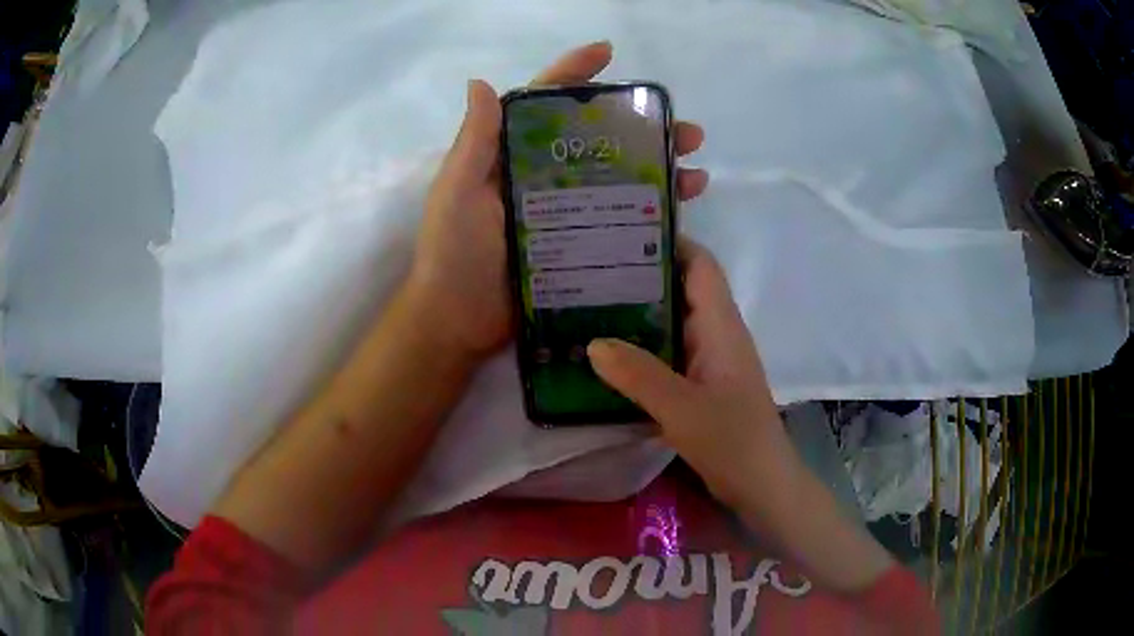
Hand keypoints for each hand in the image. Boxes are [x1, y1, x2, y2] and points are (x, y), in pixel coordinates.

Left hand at [406, 41, 710, 359]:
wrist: (459, 322)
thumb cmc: (454, 252)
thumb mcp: (457, 191)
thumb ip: (475, 140)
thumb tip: (480, 81)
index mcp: (512, 156)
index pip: (545, 104)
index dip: (575, 73)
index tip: (608, 52)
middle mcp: (543, 177)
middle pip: (600, 140)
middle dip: (644, 128)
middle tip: (687, 131)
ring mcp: (565, 212)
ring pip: (619, 179)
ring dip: (660, 169)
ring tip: (697, 171)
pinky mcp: (579, 246)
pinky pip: (621, 222)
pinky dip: (652, 212)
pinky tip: (681, 210)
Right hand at [586, 239, 800, 513]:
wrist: (760, 484)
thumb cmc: (731, 440)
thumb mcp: (681, 408)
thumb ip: (638, 375)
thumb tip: (592, 343)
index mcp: (722, 325)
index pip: (700, 264)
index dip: (668, 242)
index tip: (621, 233)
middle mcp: (717, 333)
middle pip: (682, 288)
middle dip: (641, 275)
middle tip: (588, 271)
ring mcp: (710, 359)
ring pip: (673, 321)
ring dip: (638, 312)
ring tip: (588, 305)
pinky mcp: (702, 383)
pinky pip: (669, 351)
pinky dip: (642, 346)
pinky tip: (609, 354)